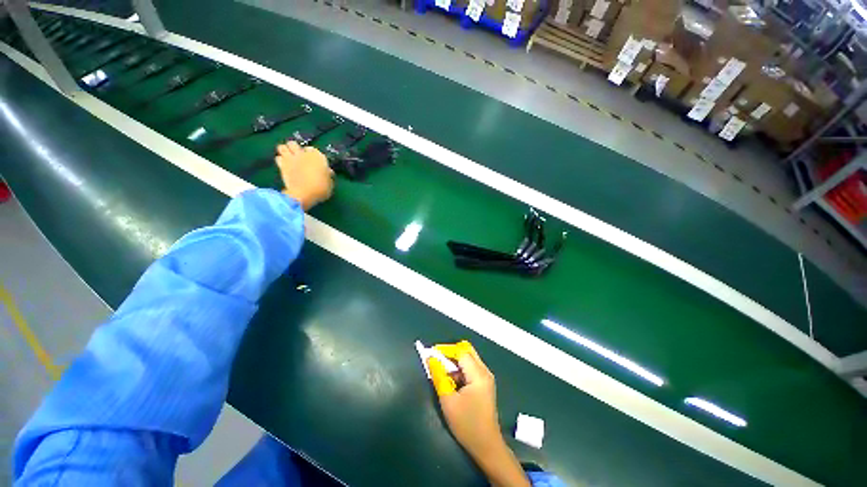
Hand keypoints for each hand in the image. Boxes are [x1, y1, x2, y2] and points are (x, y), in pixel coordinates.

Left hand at [275, 141, 333, 209]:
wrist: (304, 194)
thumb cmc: (321, 189)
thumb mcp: (329, 183)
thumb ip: (327, 174)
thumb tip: (328, 171)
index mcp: (318, 156)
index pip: (312, 149)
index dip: (312, 154)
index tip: (313, 161)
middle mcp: (303, 154)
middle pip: (294, 144)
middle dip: (294, 148)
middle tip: (297, 156)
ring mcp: (291, 158)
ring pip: (282, 147)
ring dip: (285, 151)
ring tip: (288, 158)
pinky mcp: (282, 165)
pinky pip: (278, 158)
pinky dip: (280, 160)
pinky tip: (284, 165)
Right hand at [428, 342, 529, 486]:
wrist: (487, 447)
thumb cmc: (467, 424)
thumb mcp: (448, 400)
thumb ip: (438, 376)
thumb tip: (430, 358)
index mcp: (478, 374)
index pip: (461, 352)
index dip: (446, 350)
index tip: (431, 353)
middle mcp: (485, 371)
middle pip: (467, 351)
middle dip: (450, 353)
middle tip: (436, 360)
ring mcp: (486, 378)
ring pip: (469, 359)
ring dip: (455, 362)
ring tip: (442, 373)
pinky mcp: (485, 384)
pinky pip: (471, 368)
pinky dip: (460, 370)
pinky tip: (452, 381)